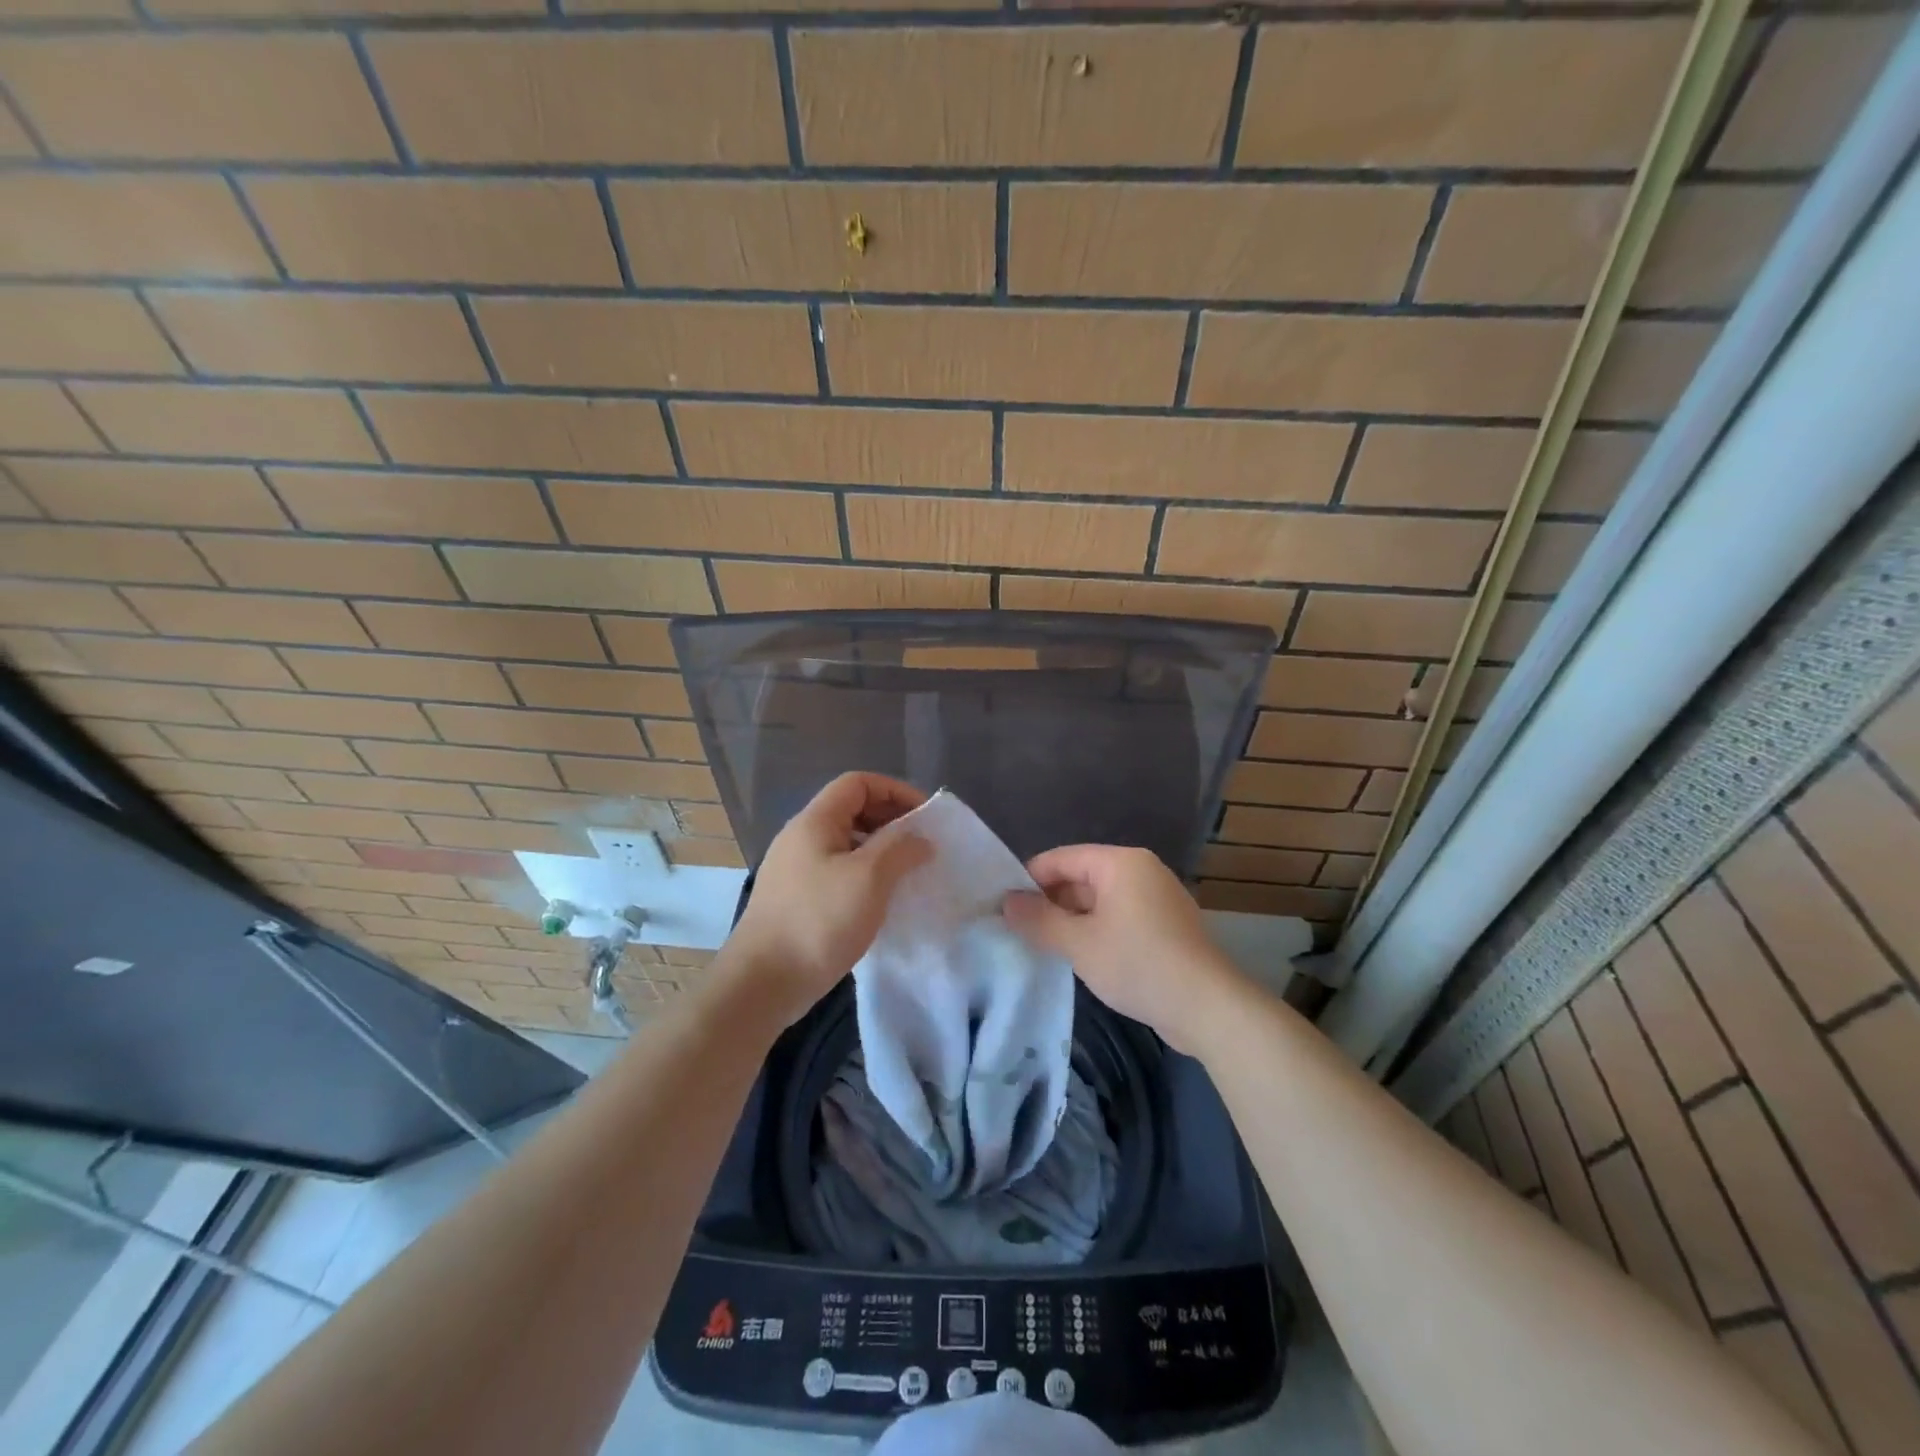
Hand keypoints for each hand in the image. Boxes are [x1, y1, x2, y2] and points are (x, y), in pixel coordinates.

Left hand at [726, 773, 930, 1025]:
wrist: (763, 983)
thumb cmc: (818, 921)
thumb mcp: (869, 878)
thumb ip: (900, 849)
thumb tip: (920, 837)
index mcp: (814, 821)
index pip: (858, 783)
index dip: (895, 790)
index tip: (925, 816)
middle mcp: (801, 837)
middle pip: (851, 809)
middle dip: (890, 819)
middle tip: (921, 844)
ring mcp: (795, 869)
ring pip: (845, 843)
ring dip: (879, 850)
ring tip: (907, 872)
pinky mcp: (796, 899)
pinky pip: (837, 871)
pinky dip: (864, 875)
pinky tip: (880, 900)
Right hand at [1003, 845, 1246, 1054]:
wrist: (1208, 1007)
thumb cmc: (1138, 964)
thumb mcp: (1079, 944)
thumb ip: (1039, 920)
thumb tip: (1006, 902)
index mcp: (1120, 863)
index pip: (1061, 858)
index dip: (1029, 880)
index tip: (1004, 906)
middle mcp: (1141, 870)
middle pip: (1081, 877)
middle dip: (1050, 903)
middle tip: (1019, 931)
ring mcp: (1157, 897)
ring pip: (1100, 900)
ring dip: (1072, 921)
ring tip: (1044, 946)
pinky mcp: (1166, 925)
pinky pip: (1120, 917)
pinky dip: (1097, 931)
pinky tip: (1081, 957)